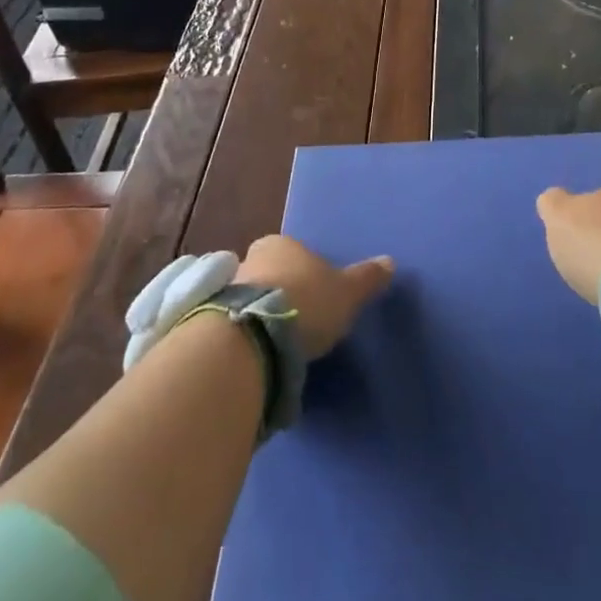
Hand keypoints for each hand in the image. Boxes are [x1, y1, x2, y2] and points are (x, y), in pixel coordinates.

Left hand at [235, 236, 394, 358]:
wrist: (253, 336)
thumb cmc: (306, 302)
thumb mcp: (346, 292)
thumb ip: (366, 278)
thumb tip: (390, 262)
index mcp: (281, 244)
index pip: (293, 253)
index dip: (304, 273)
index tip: (313, 297)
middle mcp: (250, 258)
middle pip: (269, 273)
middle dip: (280, 293)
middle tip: (295, 322)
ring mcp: (226, 289)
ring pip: (249, 299)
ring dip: (259, 316)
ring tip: (276, 345)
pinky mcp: (210, 321)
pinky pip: (234, 325)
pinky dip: (245, 336)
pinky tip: (257, 356)